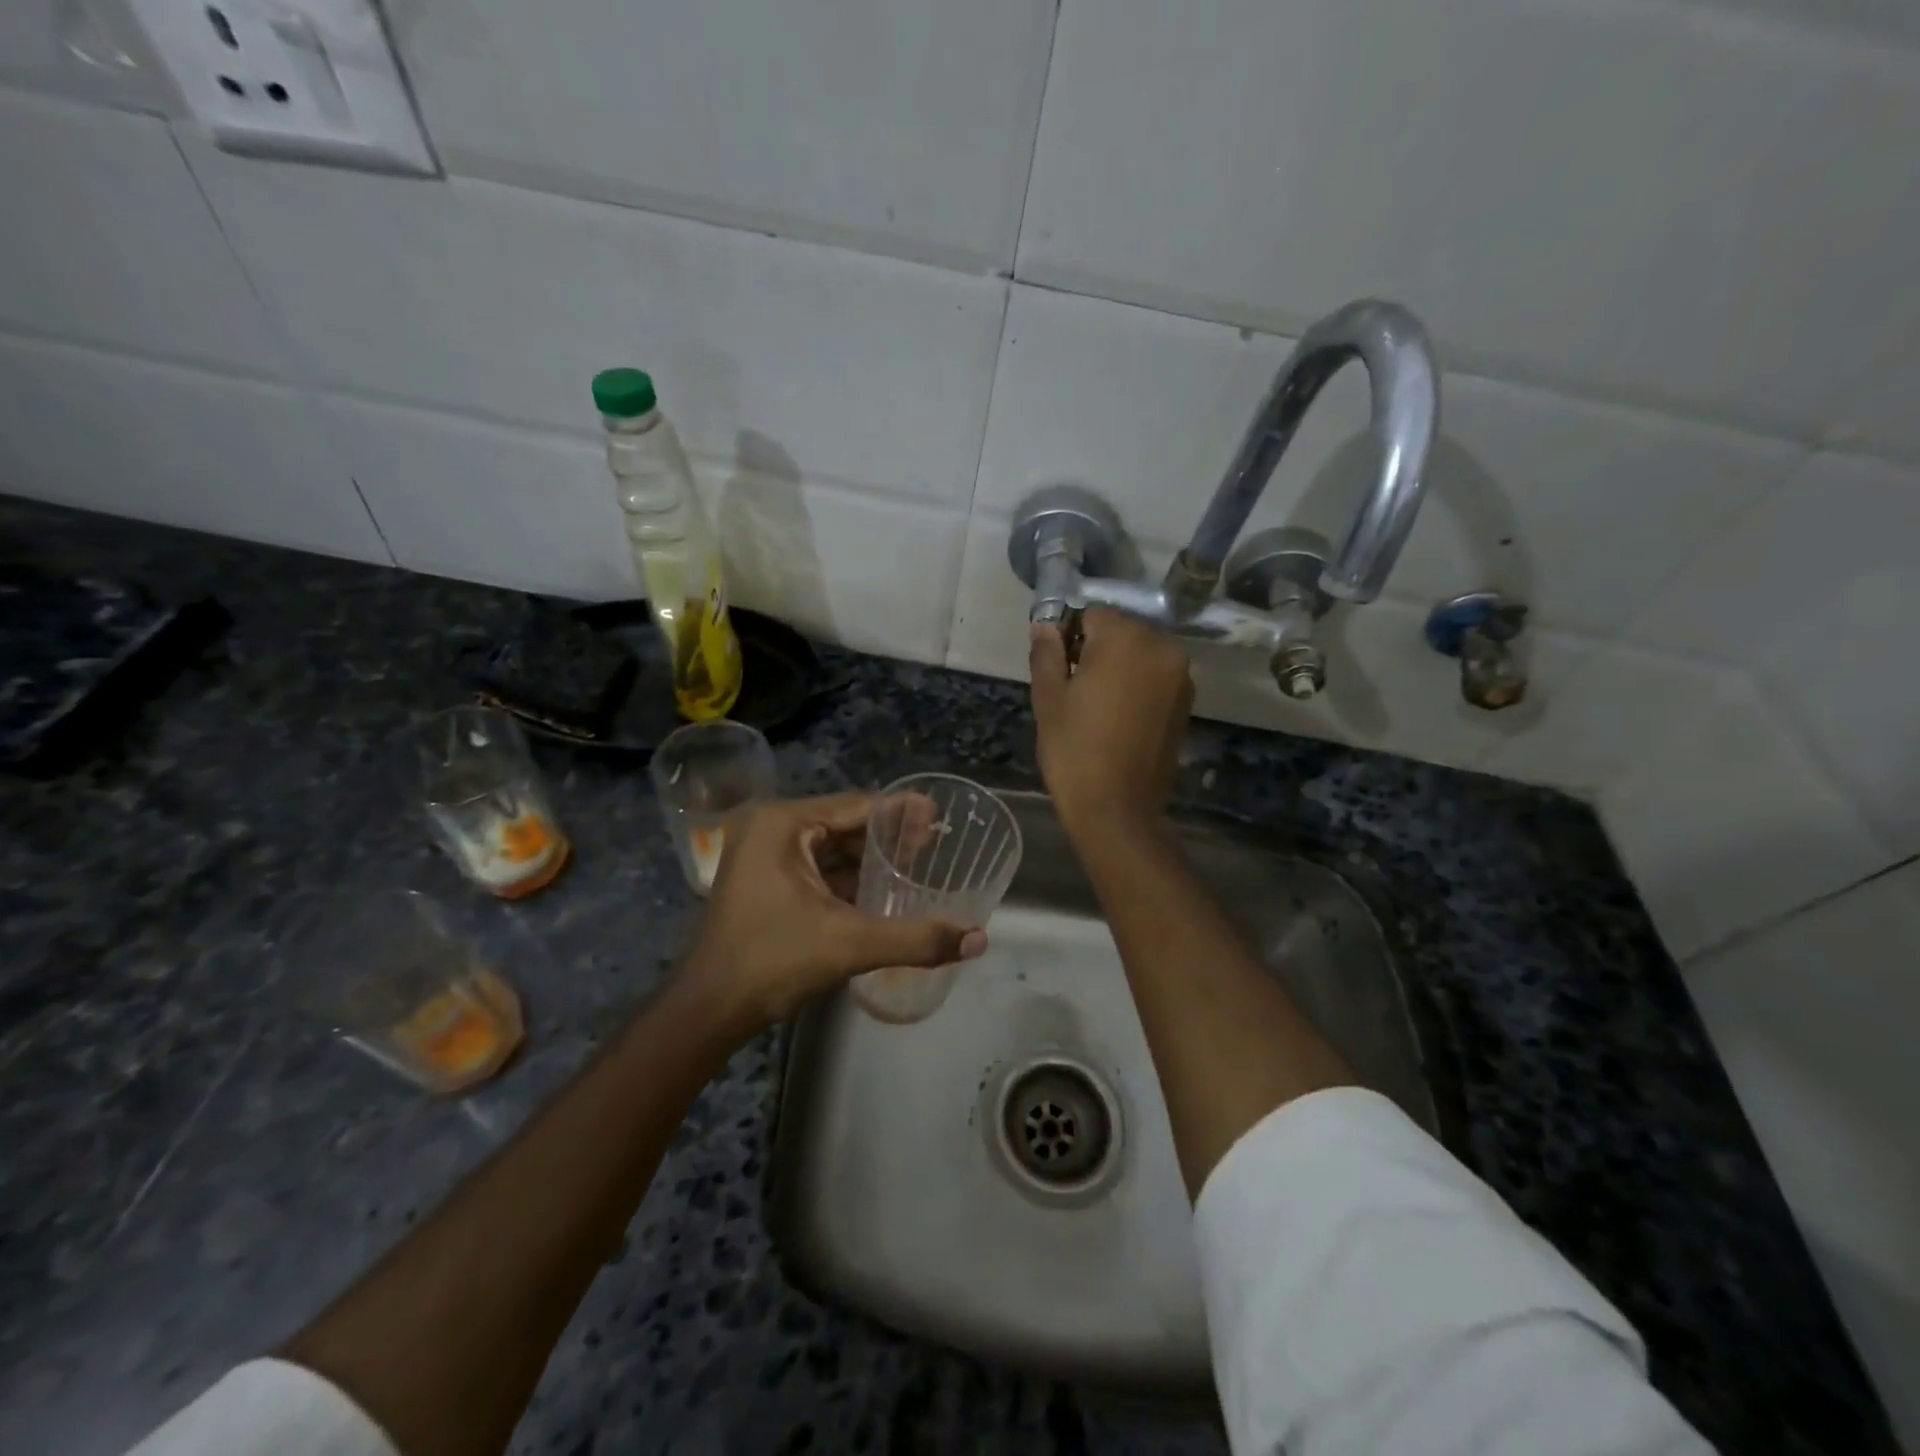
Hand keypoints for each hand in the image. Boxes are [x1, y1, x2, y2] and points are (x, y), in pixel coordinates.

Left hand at [680, 793, 986, 1032]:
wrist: (709, 1010)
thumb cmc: (772, 962)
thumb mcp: (849, 944)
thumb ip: (916, 938)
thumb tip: (978, 940)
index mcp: (783, 824)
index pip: (857, 807)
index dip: (901, 812)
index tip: (939, 817)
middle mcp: (771, 827)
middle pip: (844, 823)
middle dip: (888, 836)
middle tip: (933, 845)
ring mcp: (763, 853)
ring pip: (831, 846)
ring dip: (869, 858)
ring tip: (915, 866)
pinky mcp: (764, 879)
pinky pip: (816, 866)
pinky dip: (847, 876)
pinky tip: (880, 890)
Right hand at [1030, 607, 1192, 836]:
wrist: (1117, 809)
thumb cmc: (1074, 750)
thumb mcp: (1049, 698)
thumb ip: (1047, 652)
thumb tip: (1045, 625)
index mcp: (1126, 639)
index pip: (1091, 614)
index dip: (1068, 636)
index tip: (1057, 667)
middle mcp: (1162, 647)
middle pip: (1120, 630)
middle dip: (1096, 648)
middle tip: (1074, 688)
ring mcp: (1180, 676)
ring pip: (1139, 653)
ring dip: (1118, 666)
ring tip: (1096, 705)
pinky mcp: (1186, 701)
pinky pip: (1155, 676)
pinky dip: (1137, 684)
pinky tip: (1118, 716)